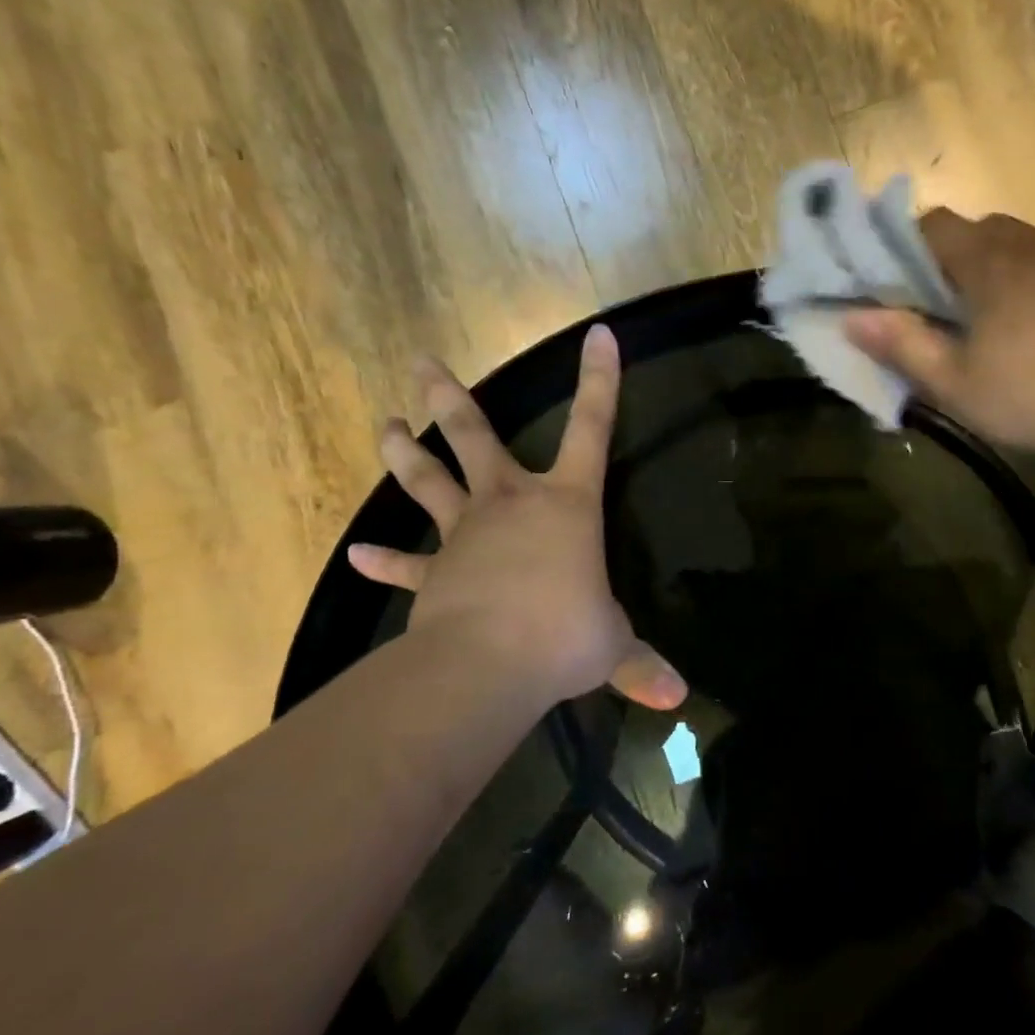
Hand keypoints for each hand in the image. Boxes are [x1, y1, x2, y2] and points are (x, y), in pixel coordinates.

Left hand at [347, 328, 686, 711]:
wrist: (489, 664)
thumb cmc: (565, 636)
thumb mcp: (612, 647)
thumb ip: (640, 665)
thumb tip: (678, 698)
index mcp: (566, 504)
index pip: (593, 429)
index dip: (601, 381)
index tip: (598, 335)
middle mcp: (511, 503)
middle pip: (475, 437)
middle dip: (449, 397)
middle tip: (422, 362)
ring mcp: (466, 534)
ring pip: (429, 481)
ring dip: (405, 453)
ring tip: (386, 424)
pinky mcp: (435, 574)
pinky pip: (405, 564)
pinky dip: (383, 561)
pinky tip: (356, 556)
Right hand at [845, 211, 1034, 462]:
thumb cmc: (1031, 398)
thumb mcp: (955, 384)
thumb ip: (902, 346)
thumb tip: (852, 317)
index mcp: (990, 264)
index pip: (937, 226)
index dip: (914, 247)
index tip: (909, 285)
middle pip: (984, 229)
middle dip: (961, 258)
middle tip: (955, 308)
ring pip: (1030, 239)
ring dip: (1008, 262)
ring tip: (1007, 311)